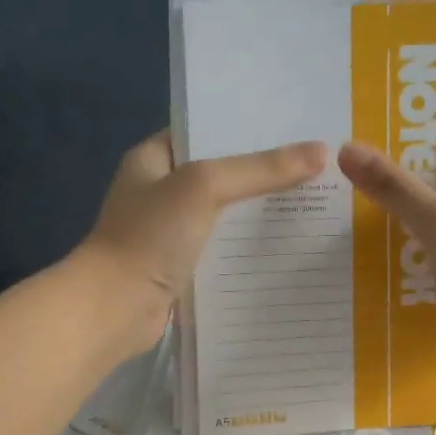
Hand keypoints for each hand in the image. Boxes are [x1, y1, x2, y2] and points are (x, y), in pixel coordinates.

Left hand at [74, 131, 328, 353]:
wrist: (114, 309)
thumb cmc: (150, 237)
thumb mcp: (204, 187)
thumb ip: (259, 169)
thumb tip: (321, 152)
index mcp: (152, 159)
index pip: (204, 130)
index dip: (246, 126)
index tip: (294, 125)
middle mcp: (158, 191)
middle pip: (219, 174)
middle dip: (261, 172)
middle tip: (315, 165)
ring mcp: (167, 233)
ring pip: (222, 215)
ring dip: (257, 213)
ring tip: (313, 202)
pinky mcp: (178, 268)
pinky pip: (220, 250)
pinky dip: (246, 249)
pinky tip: (286, 246)